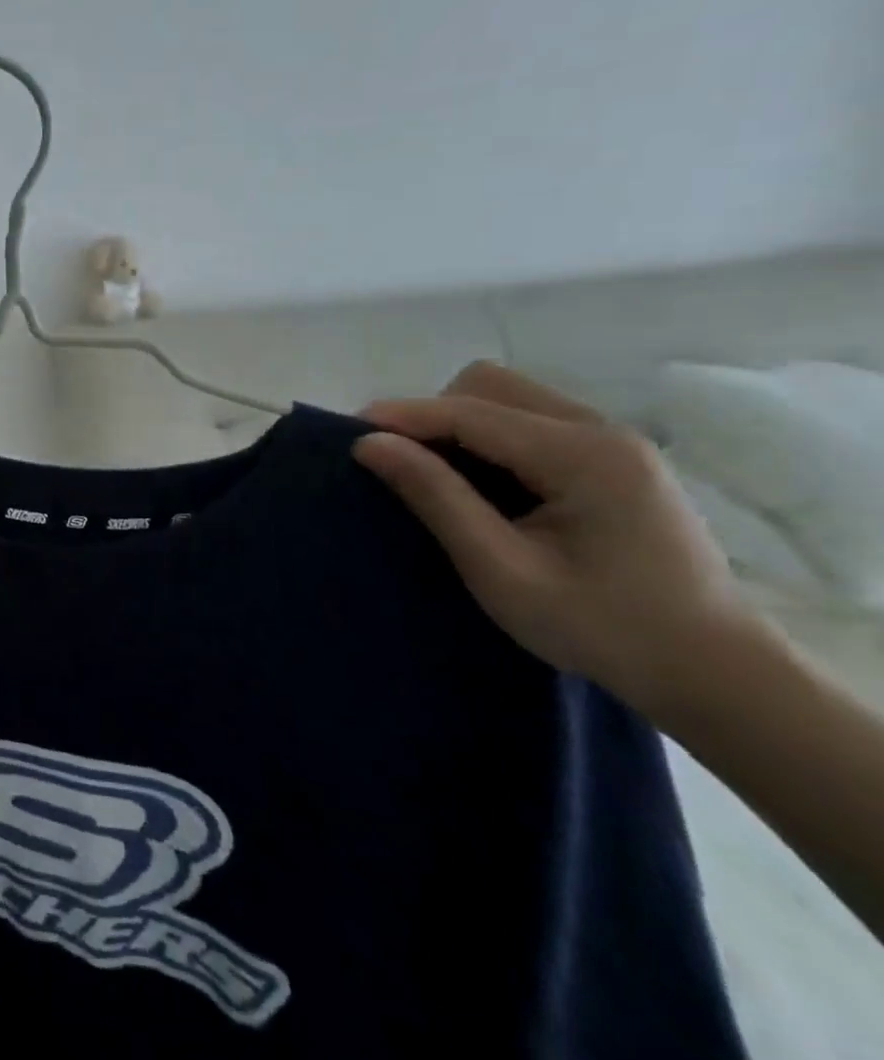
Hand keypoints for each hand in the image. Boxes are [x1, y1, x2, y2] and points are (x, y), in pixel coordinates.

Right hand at [352, 361, 753, 718]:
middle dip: (431, 414)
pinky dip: (487, 438)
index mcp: (584, 455)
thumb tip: (369, 443)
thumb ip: (435, 497)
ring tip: (435, 474)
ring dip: (458, 424)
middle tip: (399, 463)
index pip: (469, 412)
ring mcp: (613, 442)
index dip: (402, 416)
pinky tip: (481, 483)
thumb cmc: (602, 628)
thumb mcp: (501, 569)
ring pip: (508, 398)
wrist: (714, 672)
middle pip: (488, 386)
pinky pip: (529, 421)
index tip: (346, 434)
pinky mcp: (612, 459)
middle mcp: (602, 431)